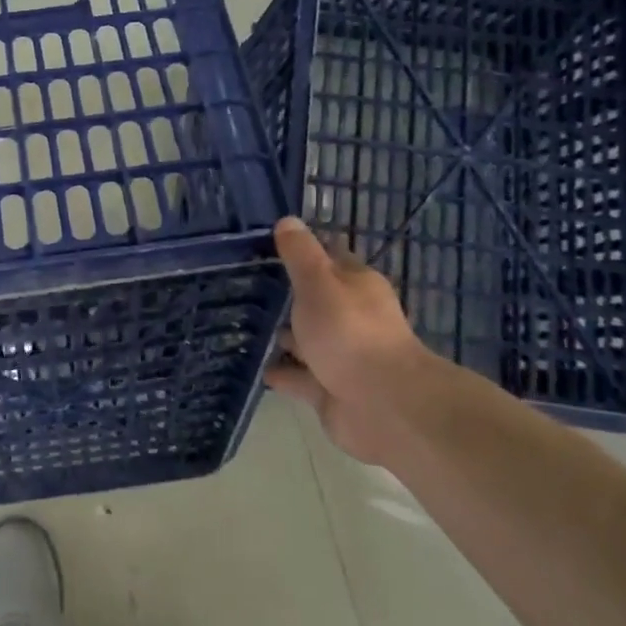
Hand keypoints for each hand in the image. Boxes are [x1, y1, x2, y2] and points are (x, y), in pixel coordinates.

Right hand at [265, 218, 431, 463]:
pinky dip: (281, 372)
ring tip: (243, 326)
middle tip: (244, 285)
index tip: (269, 244)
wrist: (382, 405)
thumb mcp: (319, 283)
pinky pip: (300, 376)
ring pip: (306, 340)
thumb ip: (300, 254)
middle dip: (287, 296)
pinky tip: (256, 367)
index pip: (329, 258)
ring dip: (282, 336)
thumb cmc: (349, 333)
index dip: (303, 250)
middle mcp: (351, 317)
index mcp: (356, 285)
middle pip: (316, 301)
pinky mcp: (330, 390)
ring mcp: (342, 356)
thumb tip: (288, 220)